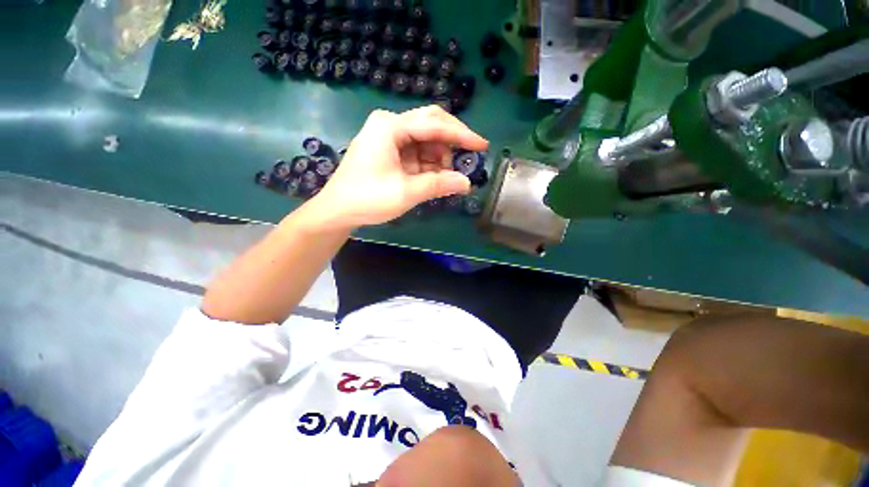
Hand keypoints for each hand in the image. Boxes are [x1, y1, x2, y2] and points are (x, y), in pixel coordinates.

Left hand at [309, 106, 488, 228]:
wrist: (338, 210)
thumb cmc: (368, 198)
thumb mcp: (406, 193)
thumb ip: (438, 185)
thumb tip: (467, 183)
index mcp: (391, 127)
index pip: (434, 125)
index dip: (462, 135)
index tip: (482, 145)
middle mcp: (390, 124)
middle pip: (431, 125)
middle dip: (451, 143)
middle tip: (467, 159)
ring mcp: (388, 136)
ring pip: (425, 140)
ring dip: (439, 158)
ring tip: (444, 179)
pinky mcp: (388, 150)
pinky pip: (416, 152)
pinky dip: (428, 164)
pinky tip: (434, 178)